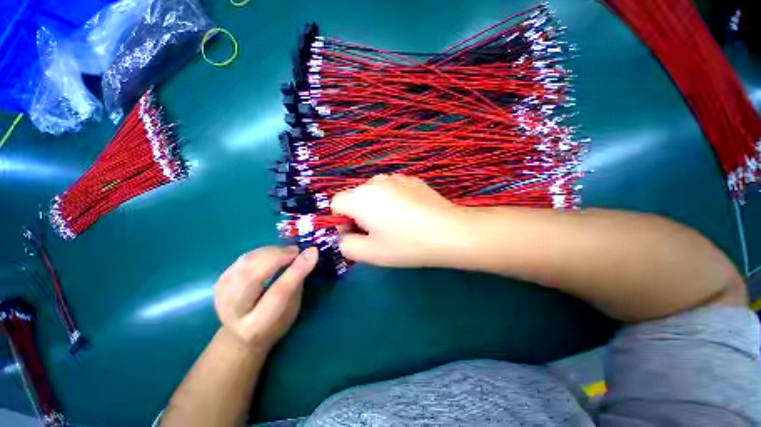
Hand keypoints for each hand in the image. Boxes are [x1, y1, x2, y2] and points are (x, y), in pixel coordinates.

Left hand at [214, 246, 317, 350]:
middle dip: (278, 256)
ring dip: (270, 252)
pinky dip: (261, 252)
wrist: (242, 336)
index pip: (278, 293)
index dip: (296, 270)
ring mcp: (222, 295)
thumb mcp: (293, 307)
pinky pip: (243, 258)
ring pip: (246, 262)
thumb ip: (298, 281)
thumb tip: (310, 253)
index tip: (312, 252)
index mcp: (258, 325)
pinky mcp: (220, 282)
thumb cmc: (275, 322)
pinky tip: (273, 254)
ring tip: (287, 251)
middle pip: (253, 275)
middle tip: (297, 250)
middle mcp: (233, 311)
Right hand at [331, 174, 463, 266]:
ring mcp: (396, 178)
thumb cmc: (407, 244)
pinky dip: (393, 200)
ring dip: (376, 206)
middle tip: (378, 232)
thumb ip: (346, 245)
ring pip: (374, 192)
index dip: (342, 221)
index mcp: (361, 197)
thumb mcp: (370, 253)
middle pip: (355, 197)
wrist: (449, 232)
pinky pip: (392, 189)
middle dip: (359, 214)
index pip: (336, 203)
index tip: (358, 234)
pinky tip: (409, 213)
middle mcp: (375, 181)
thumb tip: (345, 235)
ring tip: (395, 223)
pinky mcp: (412, 180)